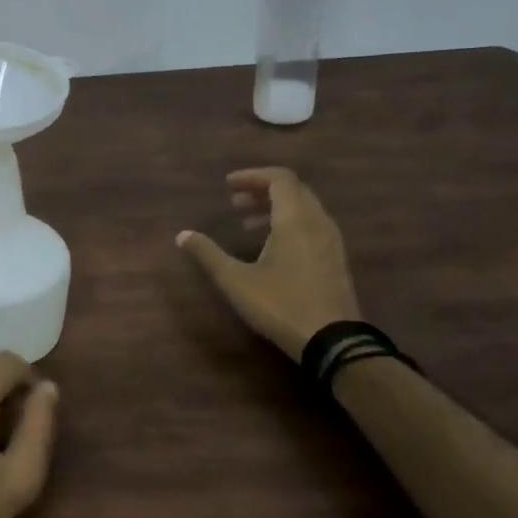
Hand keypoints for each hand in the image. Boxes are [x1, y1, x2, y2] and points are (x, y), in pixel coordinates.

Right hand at [177, 166, 360, 360]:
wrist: (333, 340)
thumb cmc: (281, 304)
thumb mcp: (235, 280)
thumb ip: (207, 254)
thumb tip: (182, 235)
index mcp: (295, 219)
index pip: (279, 179)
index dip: (253, 176)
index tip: (228, 185)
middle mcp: (318, 222)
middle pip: (294, 190)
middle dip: (262, 190)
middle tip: (235, 202)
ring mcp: (331, 241)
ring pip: (305, 208)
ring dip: (276, 208)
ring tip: (248, 222)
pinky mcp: (335, 258)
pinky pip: (312, 225)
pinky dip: (290, 223)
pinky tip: (271, 245)